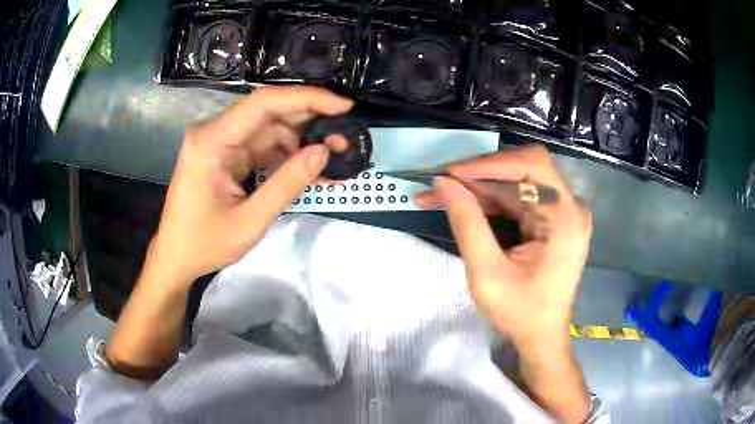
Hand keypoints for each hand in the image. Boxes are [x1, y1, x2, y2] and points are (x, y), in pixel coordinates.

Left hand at [145, 86, 352, 289]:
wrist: (175, 257)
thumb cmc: (204, 244)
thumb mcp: (249, 221)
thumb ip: (287, 184)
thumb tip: (324, 151)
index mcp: (212, 141)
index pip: (264, 103)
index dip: (307, 98)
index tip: (343, 106)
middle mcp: (215, 132)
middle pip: (270, 113)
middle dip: (310, 122)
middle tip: (344, 138)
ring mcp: (221, 143)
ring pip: (270, 130)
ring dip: (302, 142)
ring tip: (334, 159)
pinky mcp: (227, 155)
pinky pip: (263, 147)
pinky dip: (288, 157)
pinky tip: (310, 169)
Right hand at [415, 146, 591, 349]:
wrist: (540, 337)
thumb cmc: (520, 312)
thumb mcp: (487, 273)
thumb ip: (467, 223)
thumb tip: (442, 183)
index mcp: (565, 218)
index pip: (532, 166)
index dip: (491, 163)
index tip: (451, 173)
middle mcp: (569, 207)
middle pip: (523, 170)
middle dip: (479, 175)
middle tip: (440, 183)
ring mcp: (562, 213)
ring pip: (516, 184)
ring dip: (479, 188)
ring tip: (440, 194)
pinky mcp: (552, 220)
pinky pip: (519, 199)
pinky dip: (490, 201)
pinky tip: (462, 204)